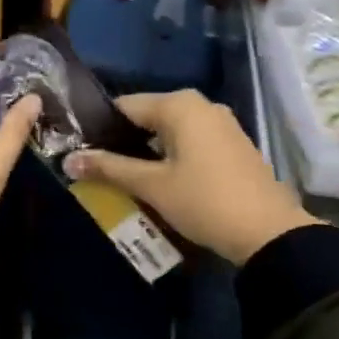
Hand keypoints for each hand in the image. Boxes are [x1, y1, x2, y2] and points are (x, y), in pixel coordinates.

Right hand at [63, 89, 313, 264]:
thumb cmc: (204, 201)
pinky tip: (159, 182)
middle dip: (123, 142)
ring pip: (169, 132)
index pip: (124, 106)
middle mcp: (200, 105)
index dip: (100, 128)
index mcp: (179, 105)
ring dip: (147, 153)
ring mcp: (220, 124)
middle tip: (99, 169)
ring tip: (124, 179)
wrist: (270, 234)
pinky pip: (190, 142)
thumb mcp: (152, 186)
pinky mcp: (232, 145)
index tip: (82, 151)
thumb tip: (68, 160)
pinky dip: (171, 157)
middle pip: (147, 118)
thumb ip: (109, 168)